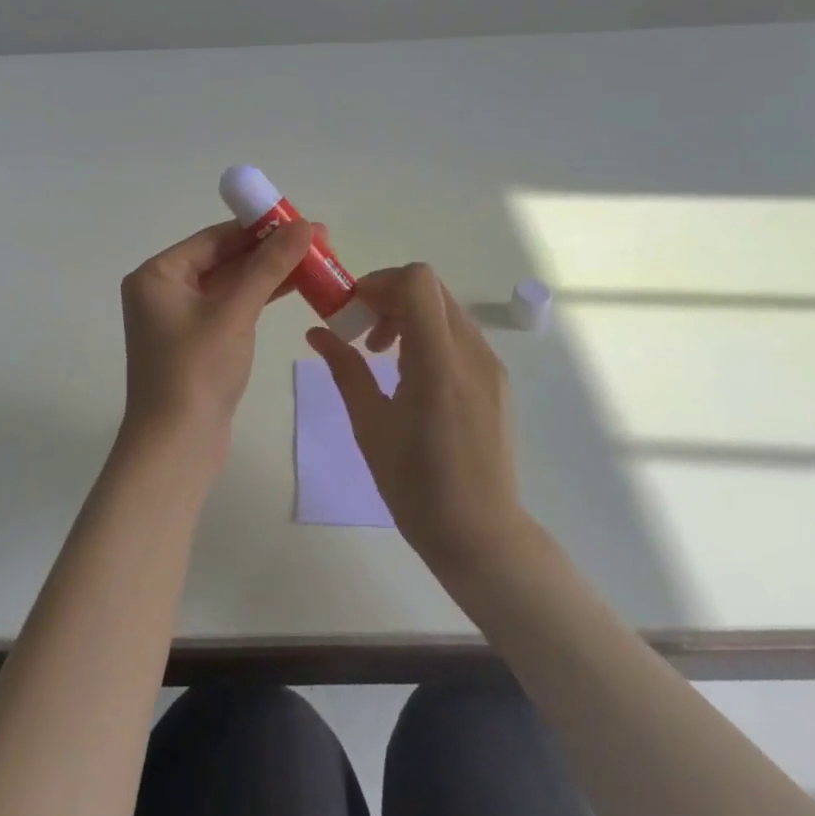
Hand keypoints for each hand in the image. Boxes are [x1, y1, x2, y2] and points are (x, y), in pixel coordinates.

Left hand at [120, 218, 317, 450]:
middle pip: (223, 258)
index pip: (214, 238)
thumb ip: (269, 266)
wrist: (176, 446)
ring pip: (230, 283)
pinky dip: (259, 297)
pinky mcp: (196, 341)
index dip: (259, 227)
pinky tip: (294, 286)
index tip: (301, 220)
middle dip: (270, 250)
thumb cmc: (197, 371)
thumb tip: (305, 225)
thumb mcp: (236, 312)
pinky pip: (231, 307)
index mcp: (158, 274)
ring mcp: (179, 317)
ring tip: (317, 260)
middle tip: (318, 240)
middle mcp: (163, 290)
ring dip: (269, 273)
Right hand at [305, 263, 527, 578]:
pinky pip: (460, 336)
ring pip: (446, 310)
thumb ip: (345, 369)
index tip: (354, 311)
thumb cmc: (415, 486)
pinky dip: (430, 336)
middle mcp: (471, 353)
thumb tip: (316, 332)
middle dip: (390, 298)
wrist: (480, 534)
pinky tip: (413, 379)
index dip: (380, 282)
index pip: (417, 281)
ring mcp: (490, 365)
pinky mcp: (497, 380)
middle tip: (362, 335)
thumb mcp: (369, 425)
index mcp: (437, 363)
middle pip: (431, 289)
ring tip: (383, 358)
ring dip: (410, 317)